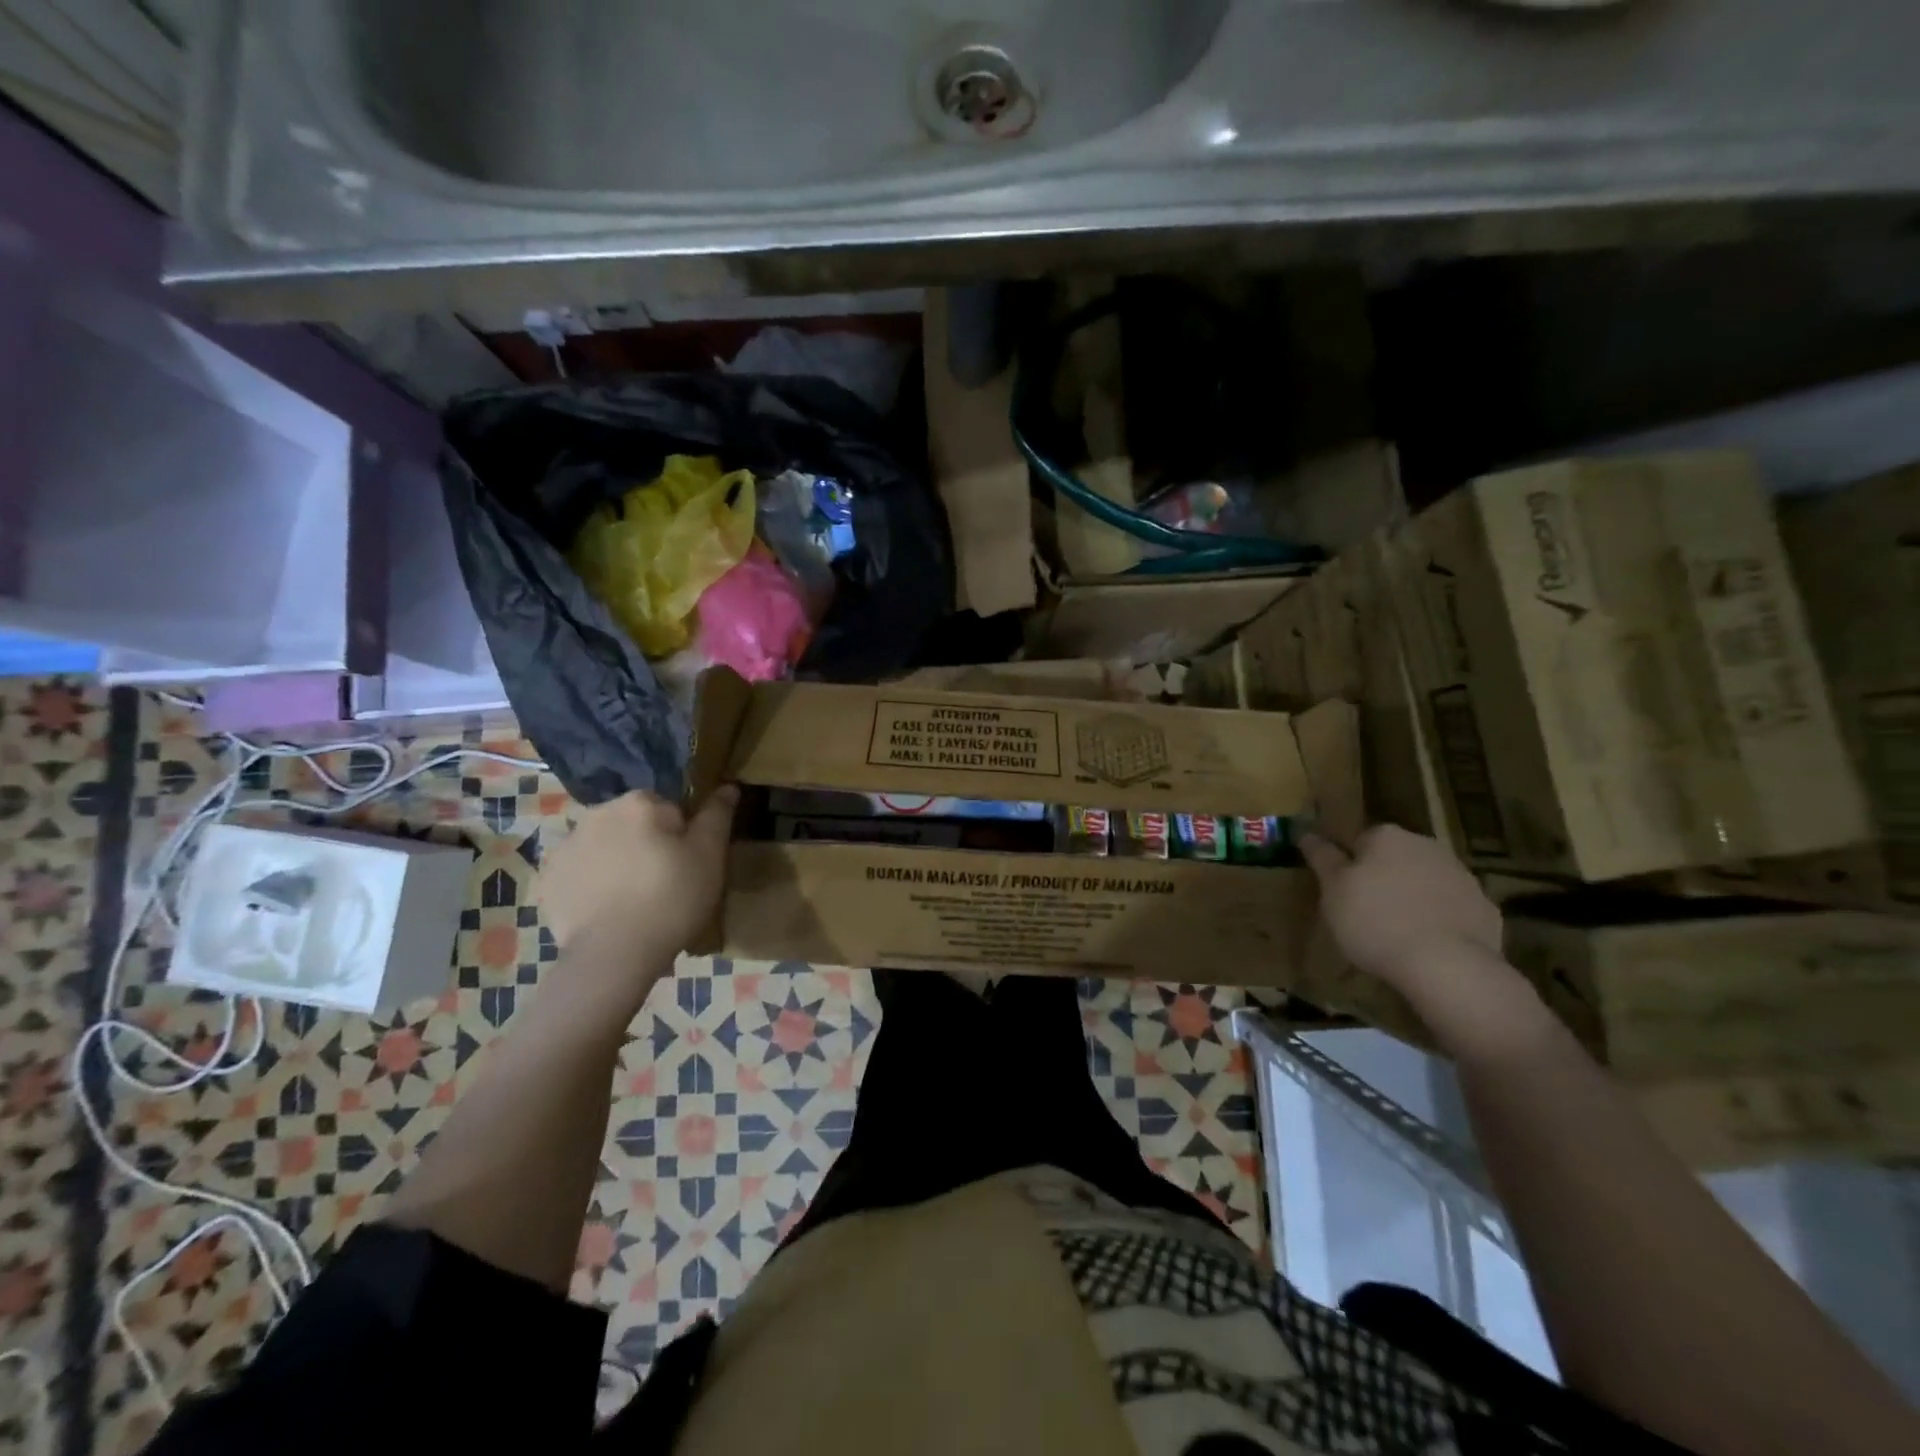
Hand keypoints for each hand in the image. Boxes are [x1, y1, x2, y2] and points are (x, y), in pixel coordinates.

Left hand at [539, 788, 738, 1000]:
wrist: (614, 954)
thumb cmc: (672, 898)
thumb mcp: (710, 856)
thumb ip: (718, 815)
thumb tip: (728, 786)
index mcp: (639, 802)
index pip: (668, 808)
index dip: (682, 836)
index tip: (687, 865)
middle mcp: (597, 813)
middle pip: (633, 824)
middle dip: (647, 845)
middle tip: (664, 884)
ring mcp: (566, 845)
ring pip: (604, 846)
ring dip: (618, 862)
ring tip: (634, 902)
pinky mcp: (547, 879)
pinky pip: (578, 872)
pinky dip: (591, 884)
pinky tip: (607, 910)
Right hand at [1299, 825, 1503, 992]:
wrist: (1446, 965)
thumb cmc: (1375, 921)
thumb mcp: (1333, 890)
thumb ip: (1322, 858)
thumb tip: (1306, 833)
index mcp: (1386, 837)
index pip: (1360, 840)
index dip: (1349, 865)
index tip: (1342, 892)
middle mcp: (1426, 845)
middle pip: (1395, 857)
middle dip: (1383, 877)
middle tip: (1366, 912)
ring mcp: (1461, 876)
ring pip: (1426, 880)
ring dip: (1412, 897)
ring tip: (1397, 932)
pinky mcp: (1485, 908)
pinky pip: (1452, 908)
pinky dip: (1440, 919)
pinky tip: (1428, 945)